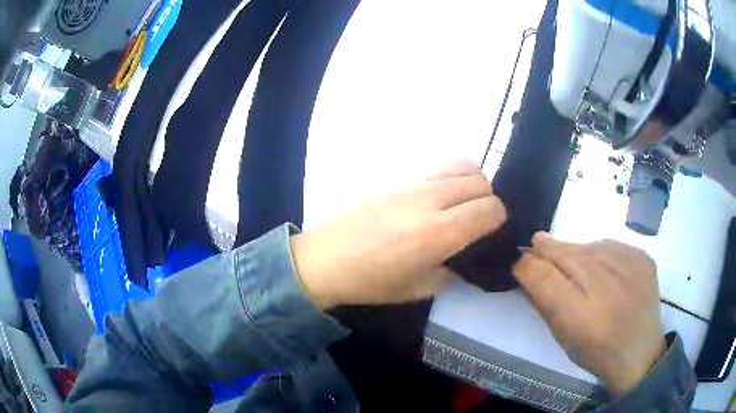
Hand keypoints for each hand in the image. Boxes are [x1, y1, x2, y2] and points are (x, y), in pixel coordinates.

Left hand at [291, 161, 506, 308]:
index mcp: (437, 234)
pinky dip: (451, 173)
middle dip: (488, 200)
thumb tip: (466, 254)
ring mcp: (411, 181)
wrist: (325, 259)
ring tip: (462, 201)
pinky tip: (440, 190)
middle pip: (480, 183)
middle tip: (477, 219)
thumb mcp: (418, 289)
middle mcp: (429, 199)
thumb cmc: (370, 281)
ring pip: (463, 165)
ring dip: (472, 182)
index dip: (498, 218)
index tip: (492, 229)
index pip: (489, 209)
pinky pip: (438, 162)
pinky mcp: (396, 173)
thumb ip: (452, 270)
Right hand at [513, 232, 665, 393]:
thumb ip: (544, 301)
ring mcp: (627, 265)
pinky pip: (611, 246)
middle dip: (547, 248)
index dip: (527, 263)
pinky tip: (604, 270)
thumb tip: (527, 269)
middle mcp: (603, 283)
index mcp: (578, 314)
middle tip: (537, 244)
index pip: (541, 273)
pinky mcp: (642, 256)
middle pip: (564, 252)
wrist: (640, 351)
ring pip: (588, 246)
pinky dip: (601, 254)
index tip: (520, 260)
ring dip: (575, 252)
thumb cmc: (595, 351)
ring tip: (575, 264)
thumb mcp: (563, 336)